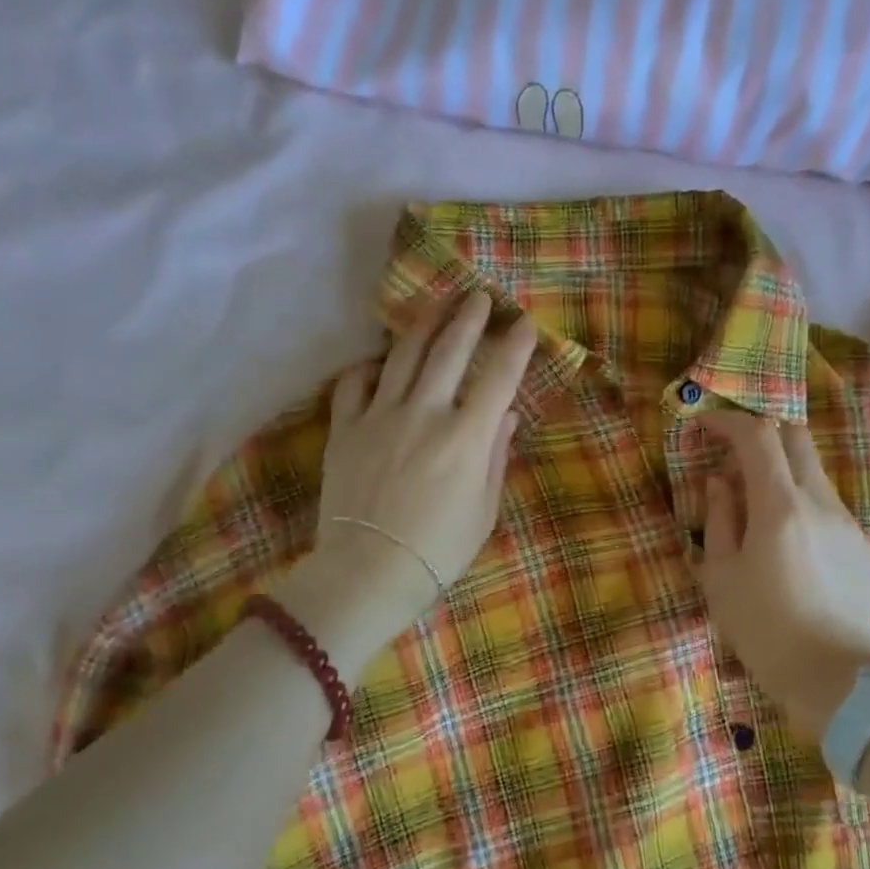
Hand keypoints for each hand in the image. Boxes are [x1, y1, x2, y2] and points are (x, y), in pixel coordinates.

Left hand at [278, 292, 535, 670]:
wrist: (369, 572)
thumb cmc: (438, 550)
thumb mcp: (483, 510)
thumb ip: (496, 457)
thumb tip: (505, 416)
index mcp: (466, 437)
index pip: (499, 378)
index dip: (515, 347)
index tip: (525, 322)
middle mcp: (425, 413)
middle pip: (450, 351)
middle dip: (469, 318)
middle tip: (479, 296)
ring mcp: (380, 416)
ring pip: (403, 355)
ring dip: (424, 325)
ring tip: (437, 305)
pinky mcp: (345, 428)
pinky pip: (354, 384)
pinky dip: (369, 367)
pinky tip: (379, 363)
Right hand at [698, 412, 869, 740]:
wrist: (832, 677)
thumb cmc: (763, 629)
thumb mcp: (720, 576)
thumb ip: (719, 518)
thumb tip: (720, 483)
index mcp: (780, 506)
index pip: (757, 436)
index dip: (727, 422)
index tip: (703, 426)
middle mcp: (819, 501)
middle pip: (795, 436)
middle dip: (761, 433)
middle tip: (731, 455)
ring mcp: (846, 521)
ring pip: (813, 470)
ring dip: (781, 470)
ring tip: (754, 504)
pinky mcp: (860, 544)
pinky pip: (826, 504)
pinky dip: (800, 501)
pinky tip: (785, 542)